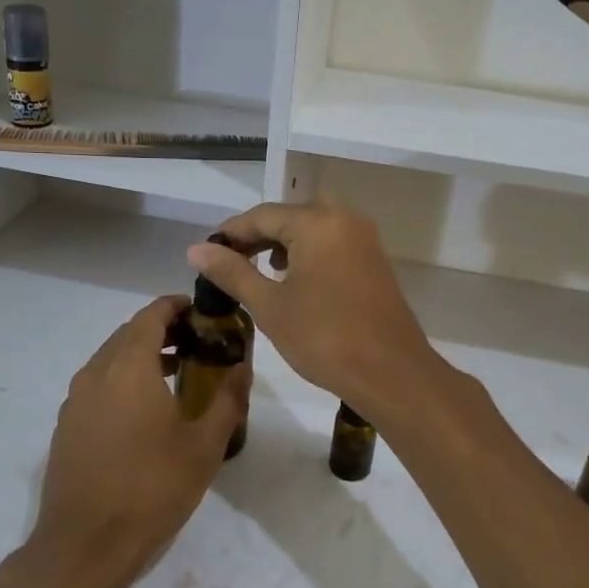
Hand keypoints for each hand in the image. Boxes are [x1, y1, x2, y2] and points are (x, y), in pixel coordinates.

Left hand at [29, 296, 250, 587]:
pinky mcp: (67, 425)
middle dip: (162, 330)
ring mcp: (75, 400)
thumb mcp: (204, 446)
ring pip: (110, 359)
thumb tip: (242, 369)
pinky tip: (145, 410)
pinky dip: (123, 379)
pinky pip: (98, 384)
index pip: (151, 315)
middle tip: (197, 341)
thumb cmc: (151, 489)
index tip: (201, 311)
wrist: (84, 546)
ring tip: (177, 372)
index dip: (176, 306)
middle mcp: (96, 372)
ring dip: (142, 356)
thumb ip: (227, 400)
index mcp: (129, 367)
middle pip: (129, 333)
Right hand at [188, 199, 438, 417]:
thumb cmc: (324, 337)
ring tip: (261, 270)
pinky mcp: (375, 260)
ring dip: (286, 242)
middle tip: (234, 260)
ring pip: (315, 226)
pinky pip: (334, 242)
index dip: (232, 232)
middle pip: (291, 215)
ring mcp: (365, 239)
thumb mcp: (270, 305)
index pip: (263, 215)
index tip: (207, 253)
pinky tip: (296, 280)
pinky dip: (310, 251)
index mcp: (317, 222)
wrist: (391, 372)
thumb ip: (232, 272)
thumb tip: (197, 249)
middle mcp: (344, 219)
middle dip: (260, 234)